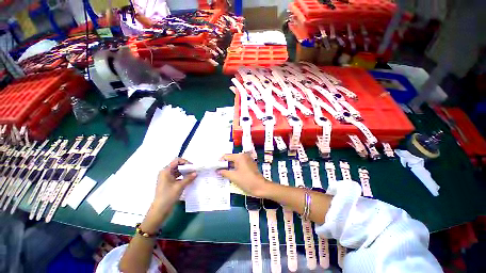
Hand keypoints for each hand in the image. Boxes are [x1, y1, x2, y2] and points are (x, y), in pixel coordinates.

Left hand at [152, 158, 196, 213]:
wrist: (159, 210)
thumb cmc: (168, 196)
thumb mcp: (179, 186)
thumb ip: (188, 178)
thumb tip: (196, 173)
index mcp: (166, 171)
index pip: (177, 161)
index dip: (185, 162)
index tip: (192, 167)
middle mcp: (166, 173)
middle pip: (178, 165)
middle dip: (187, 167)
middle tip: (195, 171)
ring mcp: (167, 178)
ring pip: (178, 171)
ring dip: (186, 172)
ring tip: (194, 175)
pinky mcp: (169, 183)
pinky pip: (177, 176)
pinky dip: (183, 177)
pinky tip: (190, 180)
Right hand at [218, 153, 267, 197]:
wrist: (261, 187)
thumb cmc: (247, 180)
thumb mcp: (233, 177)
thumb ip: (224, 172)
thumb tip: (217, 170)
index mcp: (240, 156)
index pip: (226, 156)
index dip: (220, 162)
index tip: (214, 167)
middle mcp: (244, 156)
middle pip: (231, 159)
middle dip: (224, 164)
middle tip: (217, 170)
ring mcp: (247, 160)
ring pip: (235, 162)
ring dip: (229, 167)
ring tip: (222, 173)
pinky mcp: (249, 165)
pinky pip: (240, 165)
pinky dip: (235, 168)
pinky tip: (230, 174)